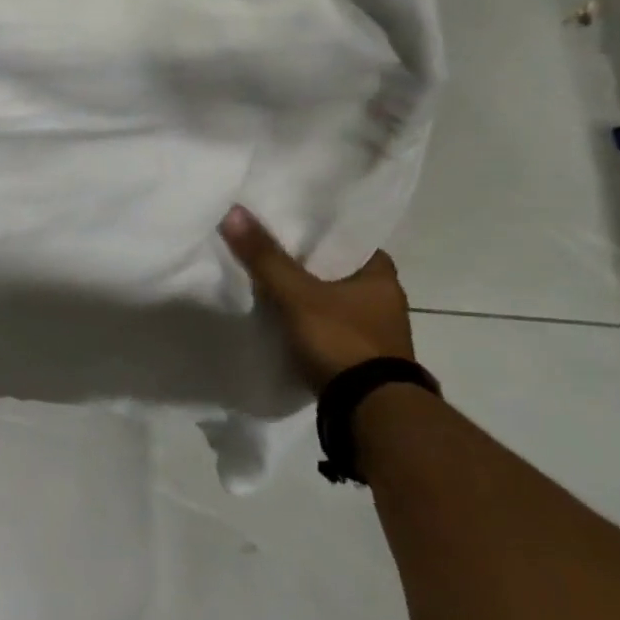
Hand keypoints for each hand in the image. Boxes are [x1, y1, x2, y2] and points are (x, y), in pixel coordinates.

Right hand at [218, 205, 414, 392]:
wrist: (369, 409)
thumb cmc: (341, 339)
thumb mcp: (296, 294)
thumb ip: (265, 257)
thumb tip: (234, 211)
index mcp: (381, 275)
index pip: (345, 239)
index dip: (315, 232)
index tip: (283, 226)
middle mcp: (385, 298)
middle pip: (335, 269)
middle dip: (305, 264)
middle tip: (266, 251)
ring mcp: (374, 330)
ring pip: (330, 299)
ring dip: (305, 294)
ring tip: (266, 283)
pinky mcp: (359, 355)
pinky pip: (326, 325)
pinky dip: (306, 320)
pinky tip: (280, 317)